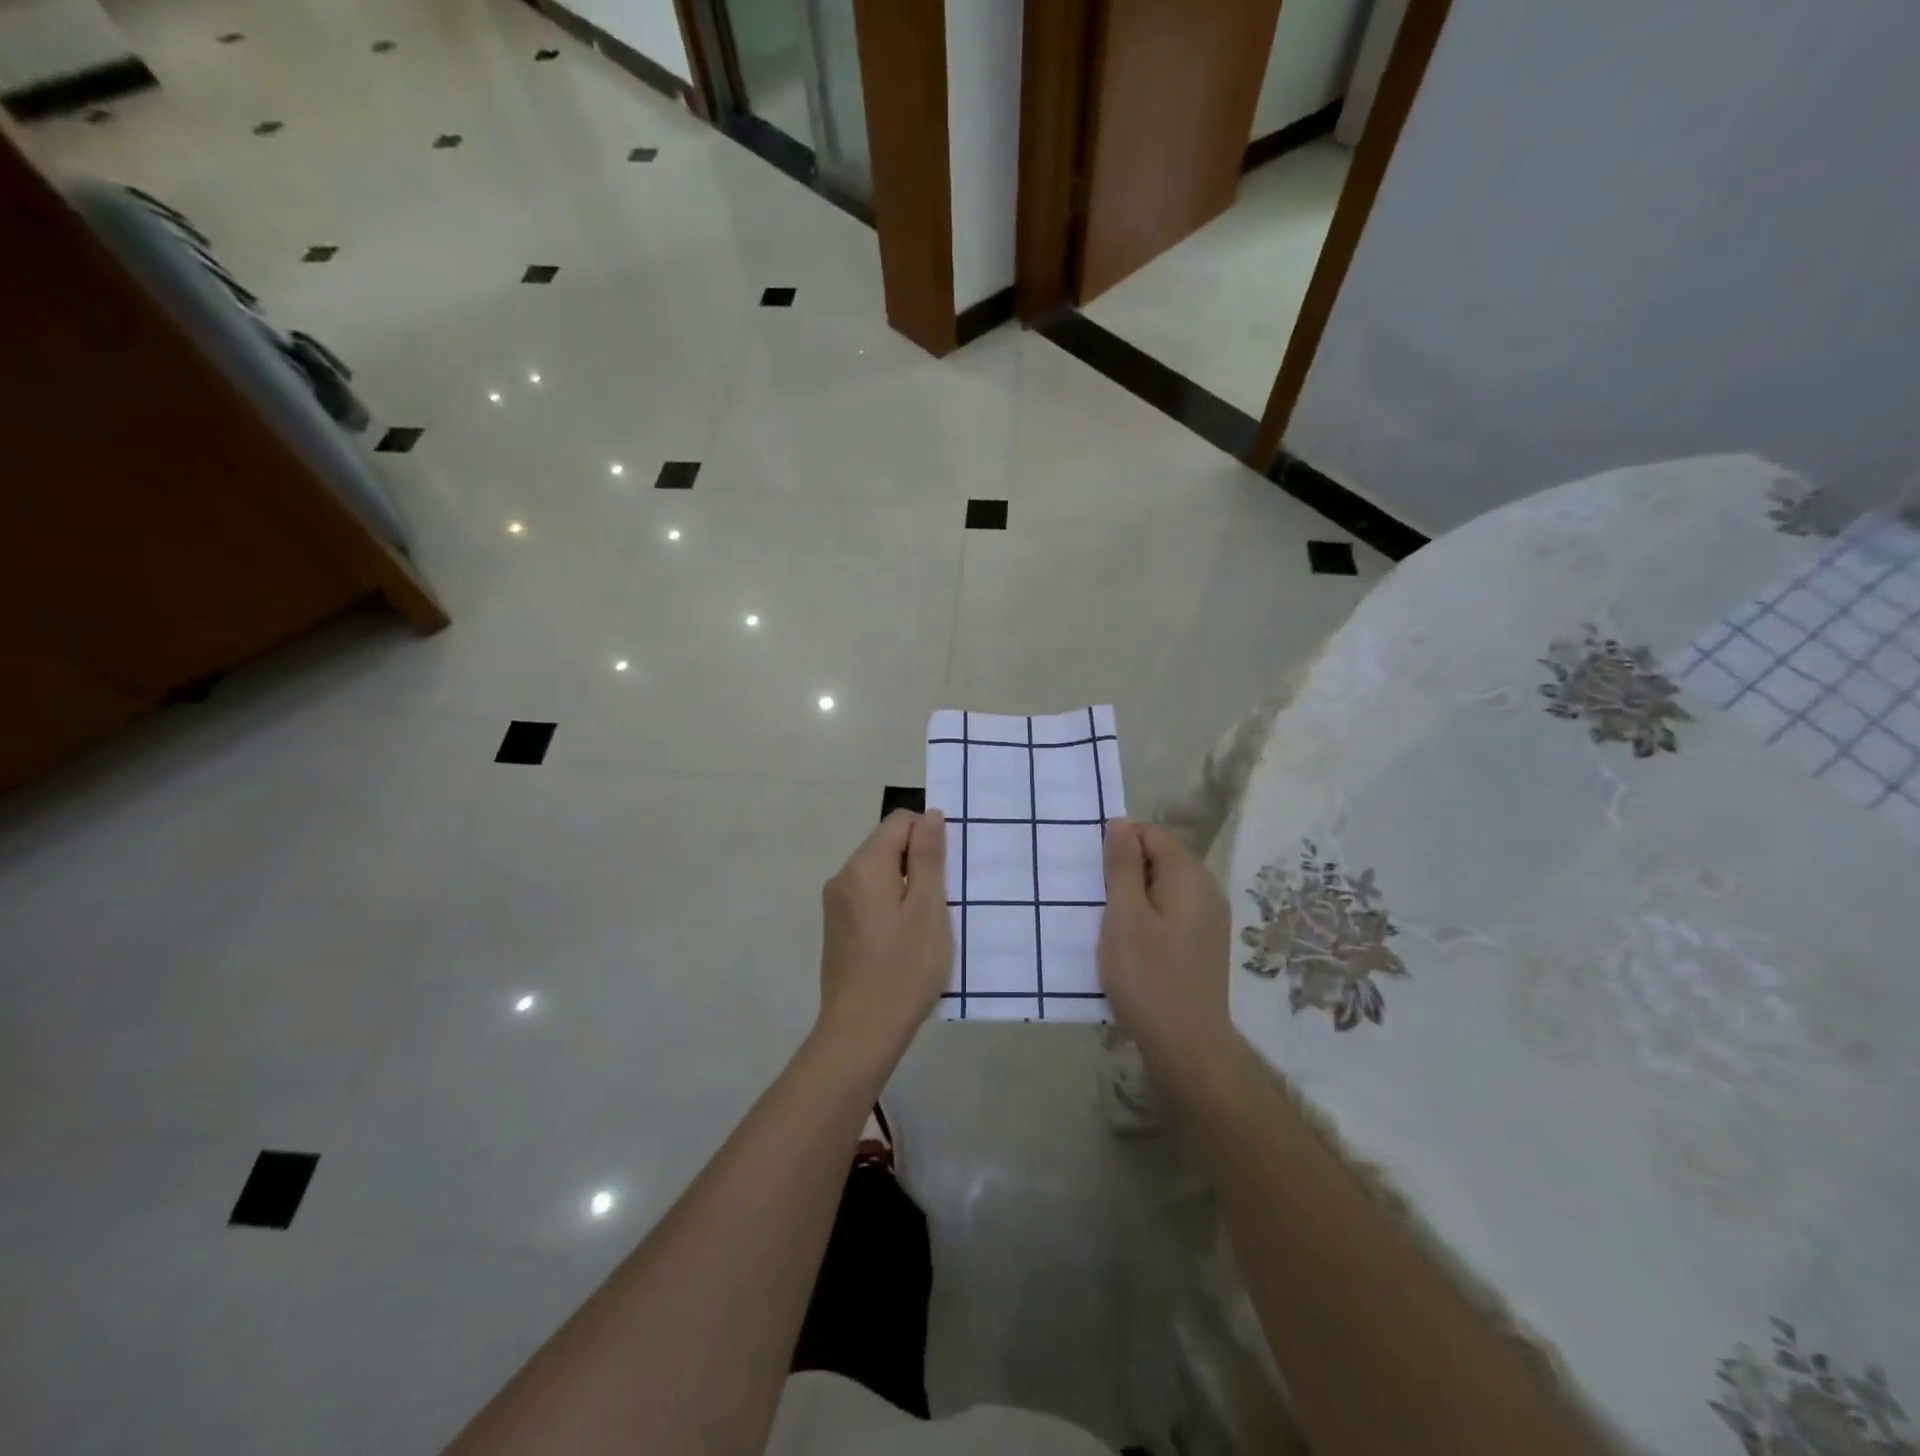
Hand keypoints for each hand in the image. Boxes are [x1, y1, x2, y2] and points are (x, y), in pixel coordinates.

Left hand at [816, 809, 951, 1060]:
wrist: (861, 1032)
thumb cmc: (903, 969)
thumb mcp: (928, 909)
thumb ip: (929, 857)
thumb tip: (930, 815)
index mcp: (864, 866)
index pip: (900, 821)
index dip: (929, 836)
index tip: (947, 873)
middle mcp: (843, 877)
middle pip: (887, 846)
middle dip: (919, 863)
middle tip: (943, 901)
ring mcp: (836, 904)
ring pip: (879, 873)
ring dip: (907, 886)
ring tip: (927, 924)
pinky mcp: (837, 927)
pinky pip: (869, 897)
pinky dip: (891, 905)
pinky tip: (906, 939)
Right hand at [1098, 819, 1233, 1075]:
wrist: (1187, 1046)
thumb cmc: (1148, 976)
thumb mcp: (1124, 916)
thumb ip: (1122, 866)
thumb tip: (1121, 823)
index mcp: (1189, 875)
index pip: (1150, 834)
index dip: (1118, 844)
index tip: (1092, 874)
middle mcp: (1206, 890)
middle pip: (1159, 859)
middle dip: (1124, 872)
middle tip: (1094, 900)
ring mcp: (1208, 919)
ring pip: (1162, 889)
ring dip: (1132, 898)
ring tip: (1105, 924)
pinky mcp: (1202, 944)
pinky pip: (1169, 914)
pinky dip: (1146, 919)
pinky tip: (1128, 945)